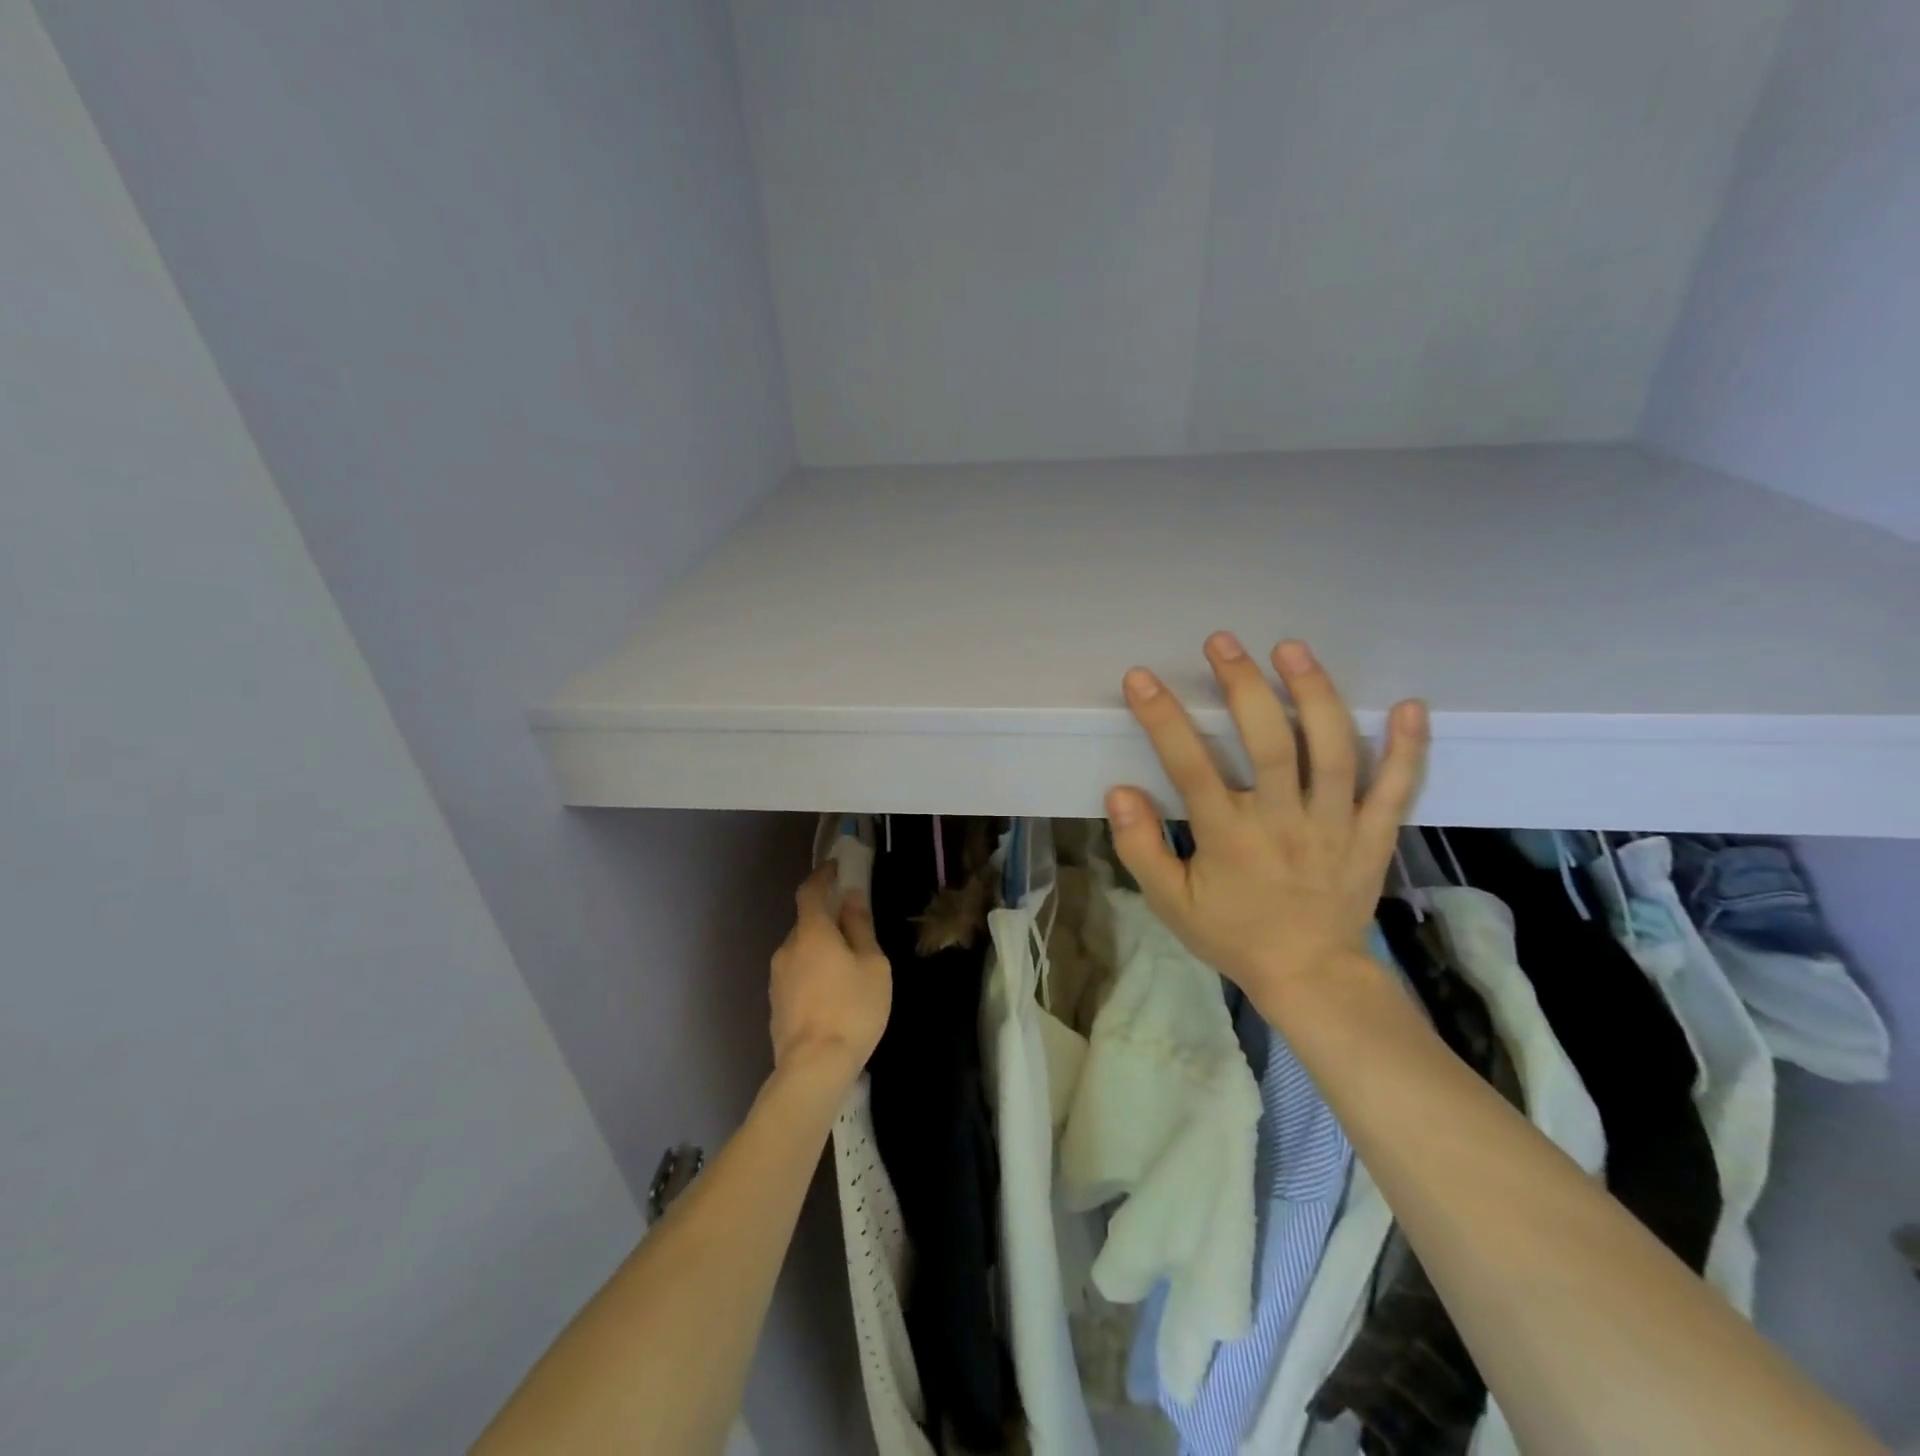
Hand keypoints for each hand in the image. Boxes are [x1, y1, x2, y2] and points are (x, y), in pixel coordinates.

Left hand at [768, 864, 891, 1088]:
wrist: (813, 1068)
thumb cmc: (852, 1009)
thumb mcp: (872, 965)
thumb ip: (860, 928)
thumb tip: (851, 898)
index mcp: (812, 933)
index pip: (811, 891)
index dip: (823, 876)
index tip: (836, 868)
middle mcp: (787, 949)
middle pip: (806, 923)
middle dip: (827, 919)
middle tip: (853, 928)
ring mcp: (777, 978)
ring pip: (801, 951)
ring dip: (820, 950)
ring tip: (847, 969)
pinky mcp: (775, 1004)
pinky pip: (797, 975)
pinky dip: (813, 973)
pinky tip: (832, 995)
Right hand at [1104, 634, 1428, 1016]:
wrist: (1309, 975)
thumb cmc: (1233, 934)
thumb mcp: (1171, 903)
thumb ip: (1141, 848)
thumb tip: (1119, 792)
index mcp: (1229, 838)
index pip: (1190, 767)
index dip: (1163, 718)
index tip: (1142, 678)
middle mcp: (1284, 822)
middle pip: (1270, 743)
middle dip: (1244, 686)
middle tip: (1222, 643)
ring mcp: (1336, 826)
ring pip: (1333, 752)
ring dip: (1315, 695)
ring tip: (1292, 650)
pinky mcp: (1373, 835)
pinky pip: (1395, 789)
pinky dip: (1407, 748)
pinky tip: (1409, 705)